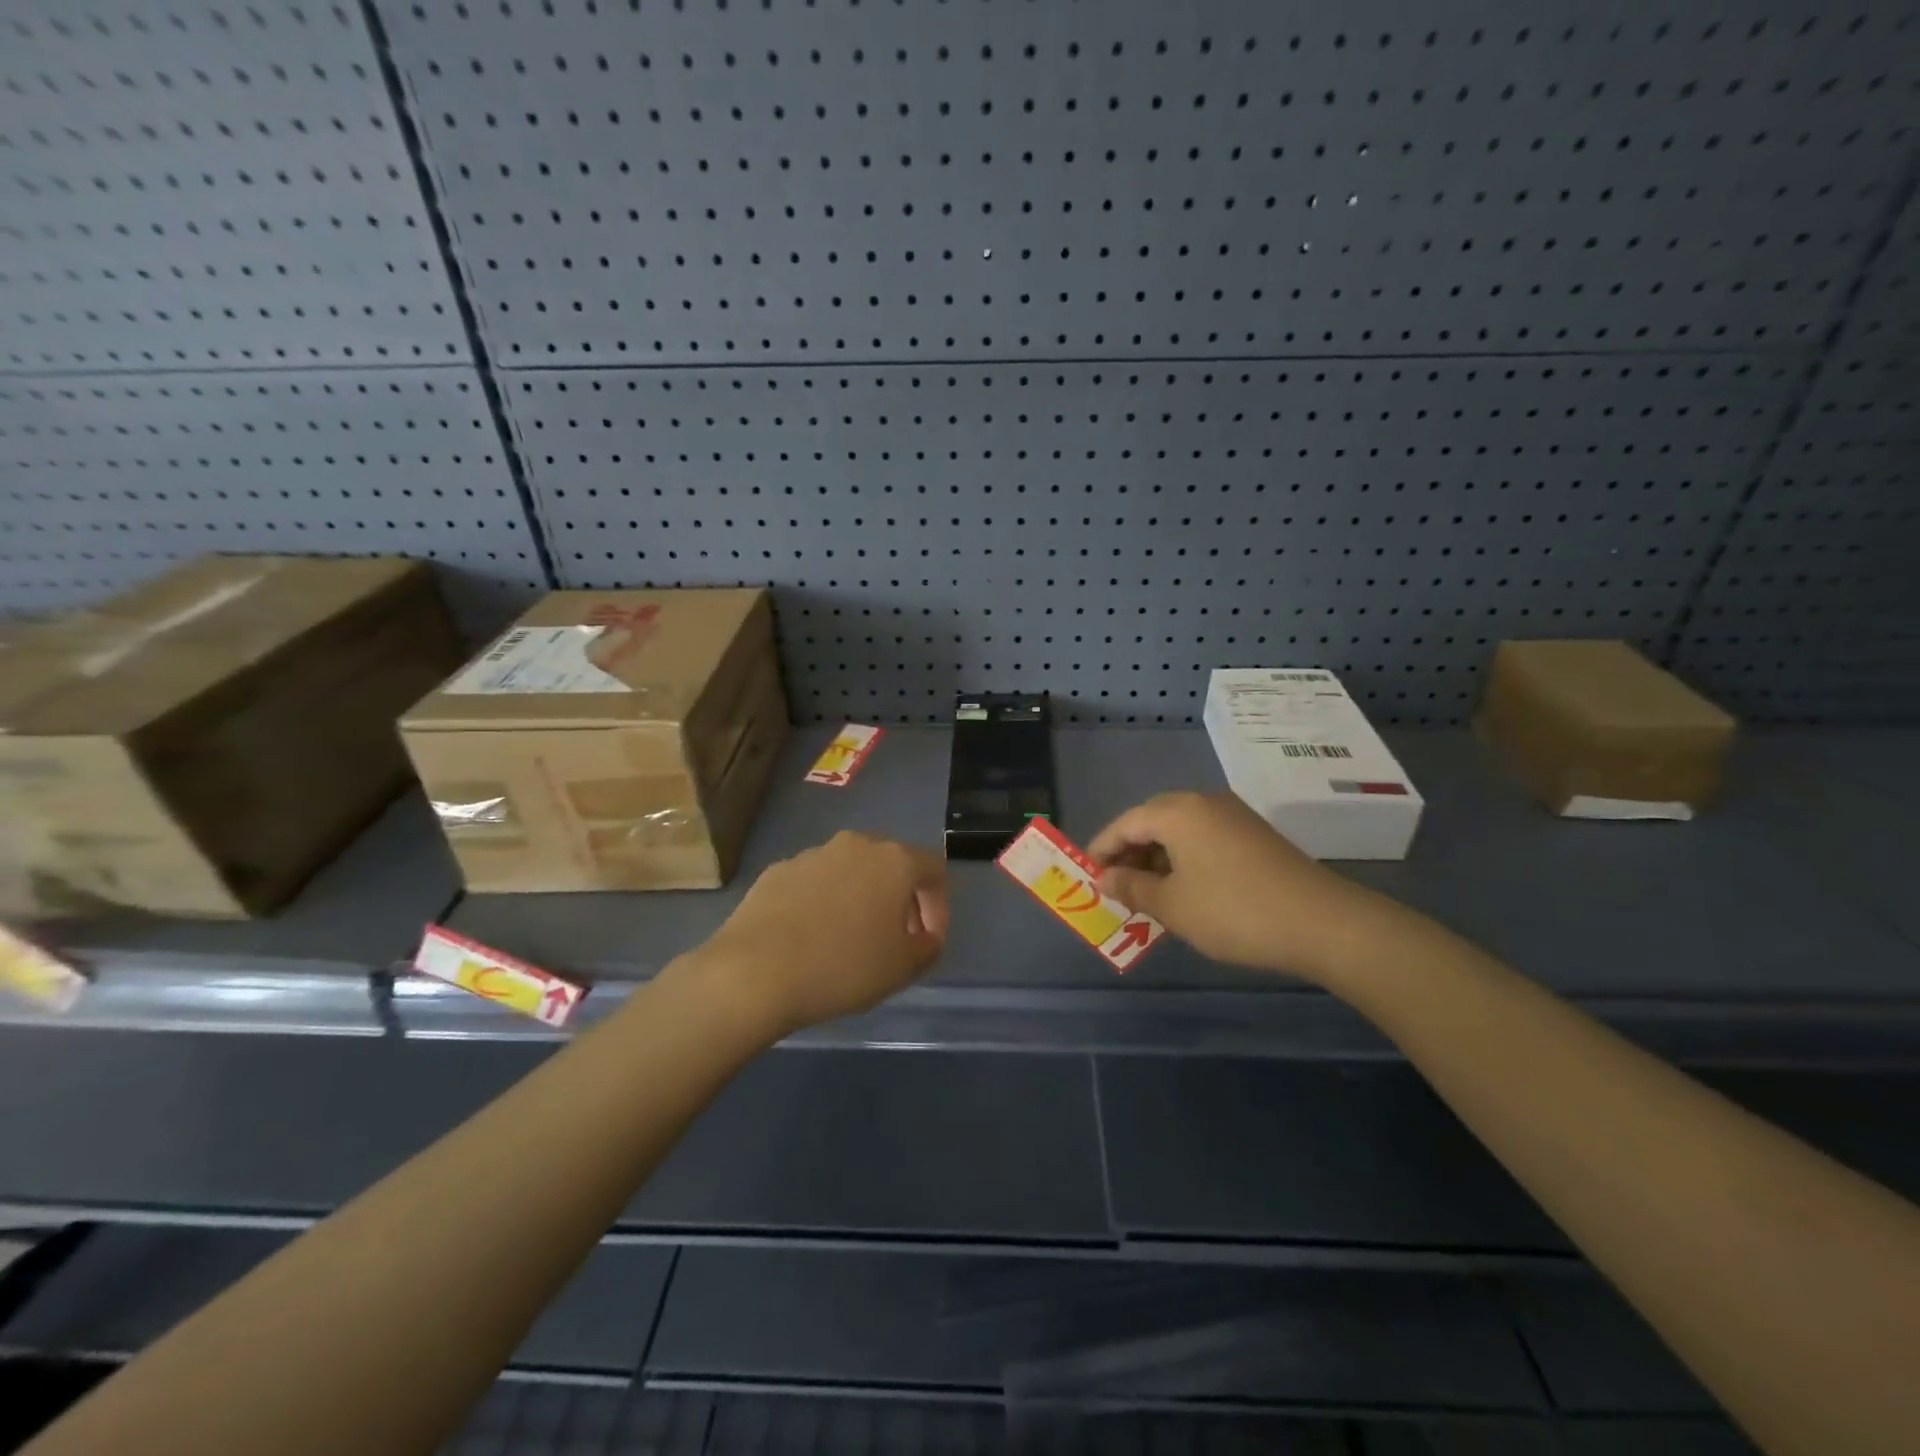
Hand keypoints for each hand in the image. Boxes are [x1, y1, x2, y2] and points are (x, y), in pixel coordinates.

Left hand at [691, 832, 948, 1035]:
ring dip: (859, 899)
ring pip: (850, 872)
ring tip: (849, 941)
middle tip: (894, 939)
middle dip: (900, 900)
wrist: (754, 972)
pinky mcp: (777, 871)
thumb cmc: (842, 967)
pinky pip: (814, 884)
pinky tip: (811, 939)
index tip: (928, 941)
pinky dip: (822, 904)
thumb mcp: (903, 968)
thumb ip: (928, 947)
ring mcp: (812, 854)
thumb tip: (925, 937)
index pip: (934, 871)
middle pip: (891, 865)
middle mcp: (855, 844)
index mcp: (894, 860)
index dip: (939, 907)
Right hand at [1089, 792, 1378, 981]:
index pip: (1126, 823)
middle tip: (1116, 886)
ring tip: (1148, 892)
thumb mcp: (1172, 906)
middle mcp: (1204, 803)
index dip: (1103, 849)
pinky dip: (1185, 859)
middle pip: (1152, 820)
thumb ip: (1132, 888)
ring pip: (1180, 830)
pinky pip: (1204, 838)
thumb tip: (1105, 879)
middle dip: (1130, 852)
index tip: (1089, 876)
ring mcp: (1233, 816)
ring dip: (1158, 857)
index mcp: (1178, 812)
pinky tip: (1185, 889)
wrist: (1321, 922)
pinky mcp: (1255, 834)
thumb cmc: (1233, 911)